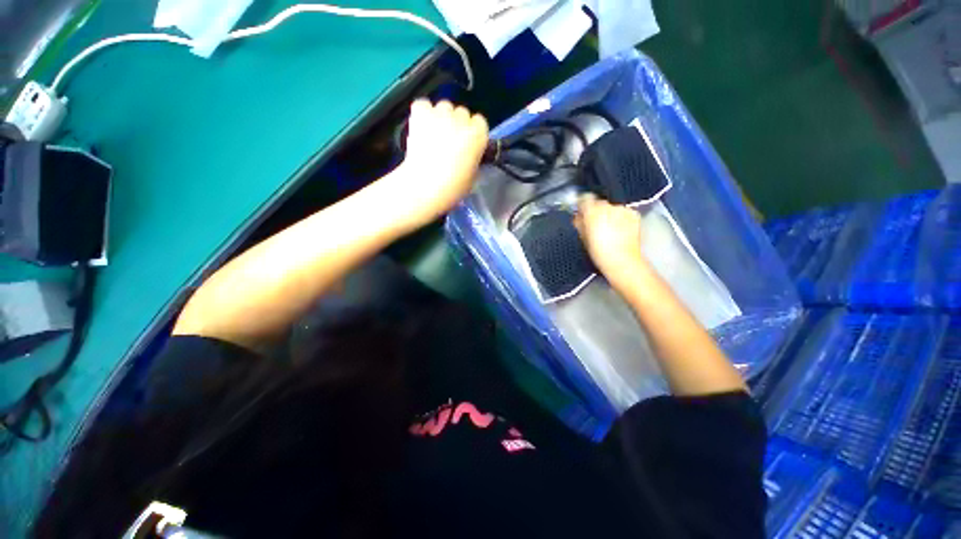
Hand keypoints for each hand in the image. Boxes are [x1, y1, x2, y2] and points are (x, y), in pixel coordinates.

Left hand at [392, 99, 488, 228]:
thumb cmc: (453, 187)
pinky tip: (421, 127)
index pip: (479, 122)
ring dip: (441, 118)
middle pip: (461, 112)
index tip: (466, 144)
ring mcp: (440, 114)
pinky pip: (423, 105)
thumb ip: (472, 157)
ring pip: (443, 107)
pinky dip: (422, 113)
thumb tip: (467, 153)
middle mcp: (461, 119)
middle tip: (448, 142)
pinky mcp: (420, 113)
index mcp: (478, 135)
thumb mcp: (472, 174)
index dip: (472, 133)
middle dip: (457, 124)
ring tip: (433, 135)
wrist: (425, 186)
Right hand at [575, 194, 649, 289]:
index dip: (582, 204)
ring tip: (609, 228)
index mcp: (592, 212)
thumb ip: (579, 223)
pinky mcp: (634, 214)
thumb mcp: (583, 238)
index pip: (585, 198)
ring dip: (608, 214)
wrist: (623, 261)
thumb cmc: (599, 253)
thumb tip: (578, 216)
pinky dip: (620, 217)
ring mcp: (623, 209)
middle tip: (595, 223)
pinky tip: (620, 229)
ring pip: (612, 207)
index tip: (581, 211)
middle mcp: (608, 207)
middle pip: (599, 203)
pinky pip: (623, 212)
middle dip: (596, 210)